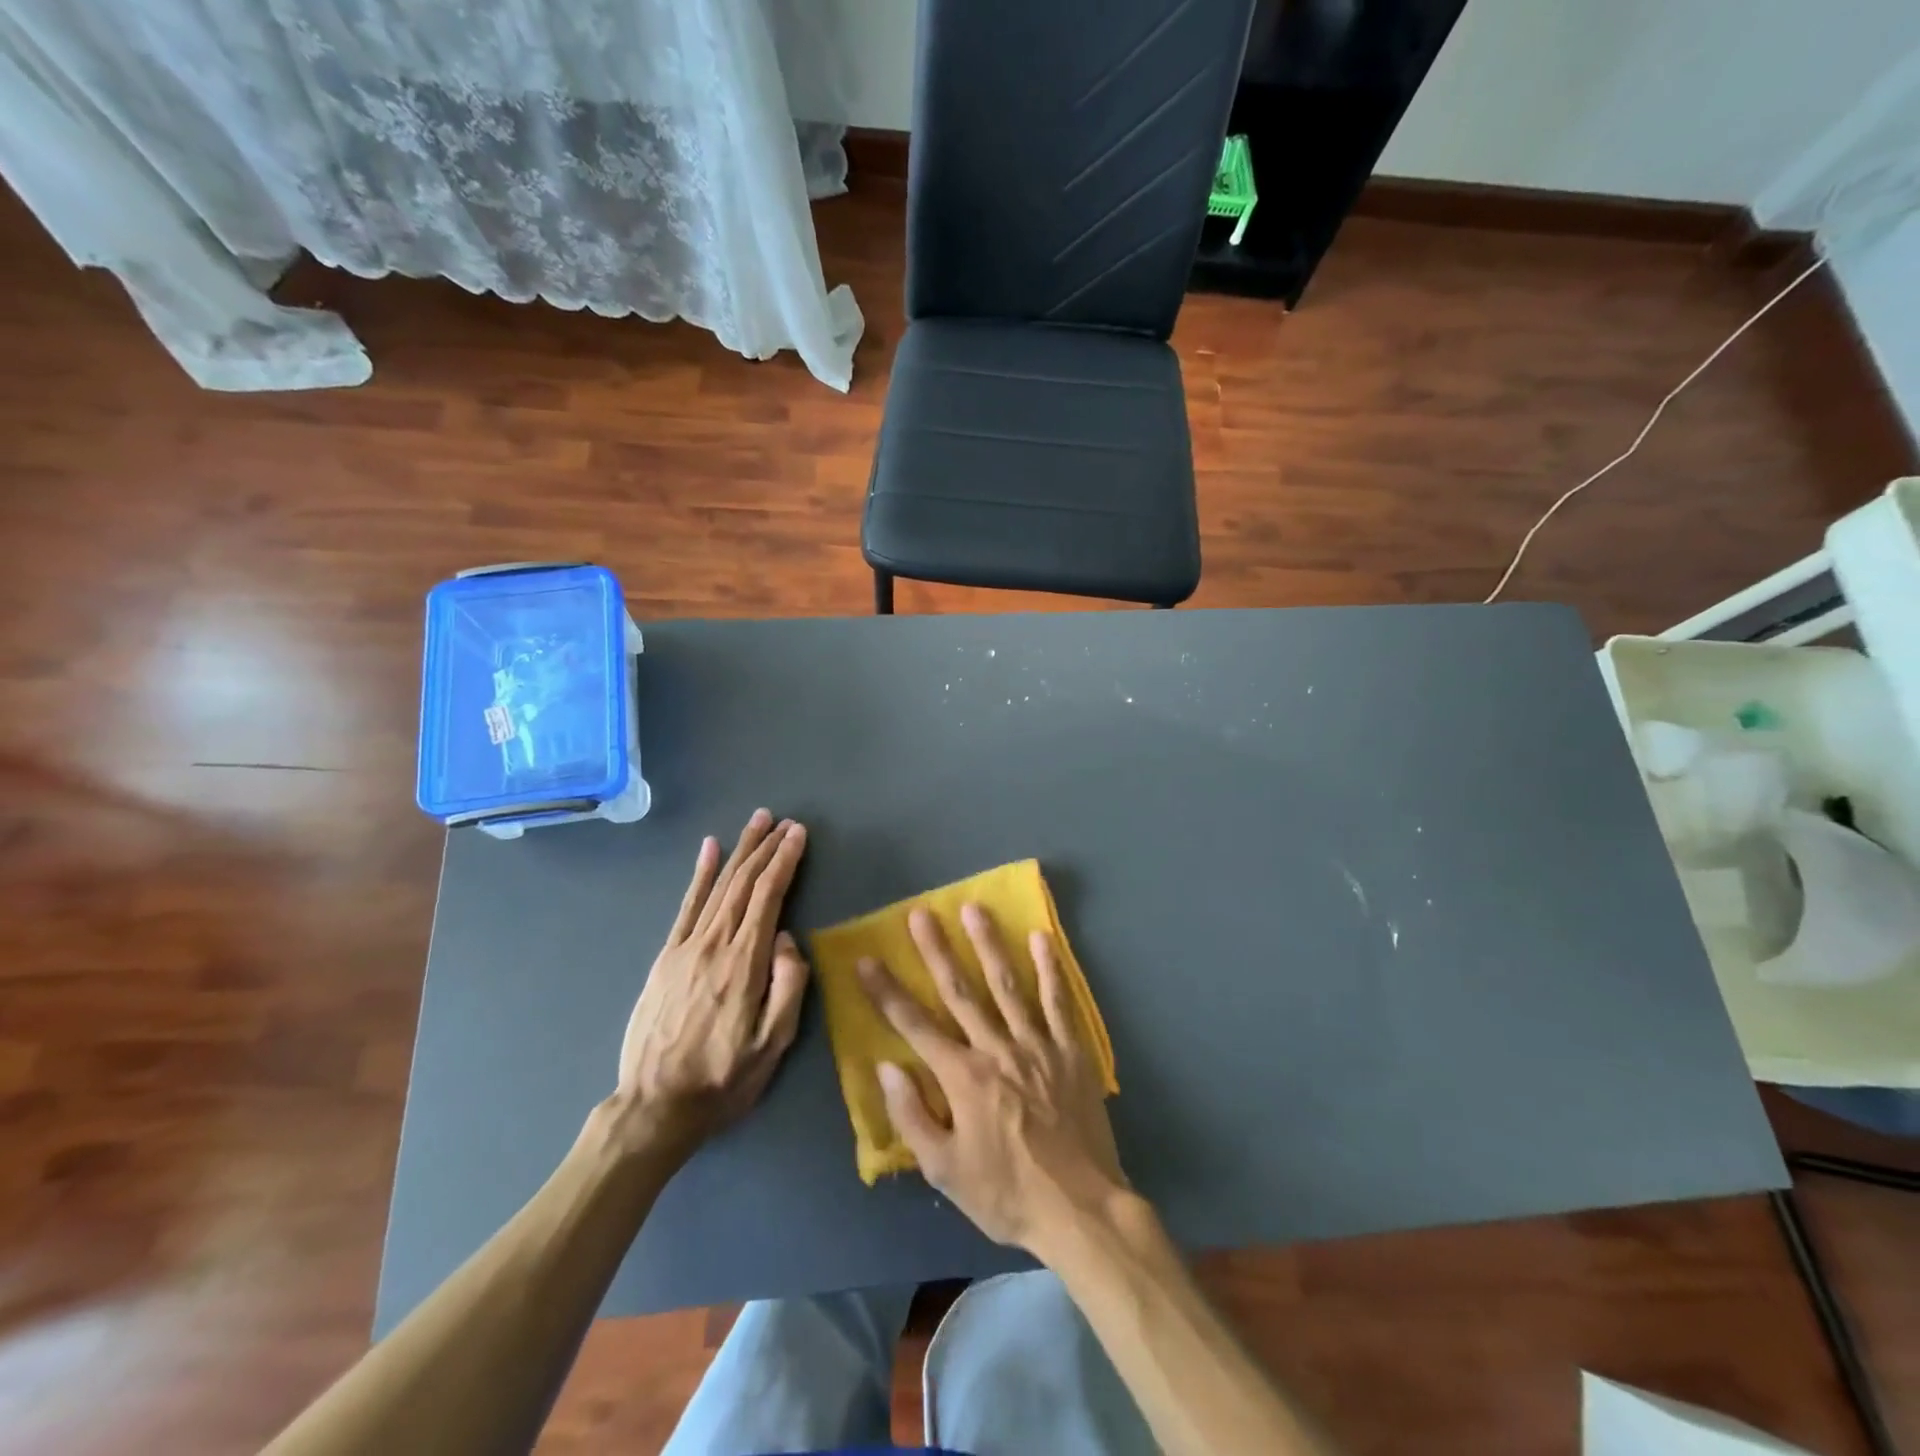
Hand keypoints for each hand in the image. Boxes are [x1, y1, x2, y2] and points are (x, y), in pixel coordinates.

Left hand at [615, 809, 809, 1155]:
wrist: (654, 1106)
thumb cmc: (724, 1079)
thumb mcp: (773, 1045)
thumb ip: (789, 986)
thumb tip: (788, 939)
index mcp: (745, 963)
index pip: (769, 897)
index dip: (785, 861)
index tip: (798, 834)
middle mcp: (714, 944)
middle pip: (744, 883)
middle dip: (766, 848)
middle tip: (783, 821)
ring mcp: (686, 948)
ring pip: (718, 887)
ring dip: (740, 851)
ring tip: (757, 823)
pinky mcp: (666, 958)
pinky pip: (686, 906)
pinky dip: (700, 874)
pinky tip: (710, 849)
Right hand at [857, 904, 1127, 1256]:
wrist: (1080, 1209)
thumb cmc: (1006, 1193)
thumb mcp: (946, 1171)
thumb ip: (913, 1116)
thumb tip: (886, 1067)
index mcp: (963, 1078)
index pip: (915, 1026)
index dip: (887, 992)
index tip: (867, 960)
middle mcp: (997, 1049)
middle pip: (960, 992)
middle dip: (936, 951)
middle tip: (921, 913)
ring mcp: (1037, 1045)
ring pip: (1007, 985)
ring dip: (988, 945)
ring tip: (974, 908)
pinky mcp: (1071, 1050)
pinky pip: (1058, 1002)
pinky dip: (1050, 969)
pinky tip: (1040, 939)